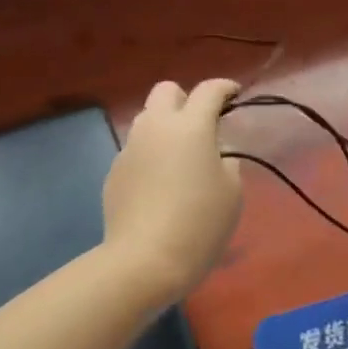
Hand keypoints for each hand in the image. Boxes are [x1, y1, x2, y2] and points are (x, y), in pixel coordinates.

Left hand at [102, 79, 243, 304]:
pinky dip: (150, 155)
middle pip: (166, 91)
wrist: (144, 260)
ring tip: (180, 155)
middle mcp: (155, 127)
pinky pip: (136, 150)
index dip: (224, 88)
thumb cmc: (199, 224)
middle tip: (202, 123)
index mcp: (190, 127)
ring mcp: (130, 148)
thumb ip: (227, 162)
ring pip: (146, 119)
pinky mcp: (114, 172)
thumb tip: (214, 154)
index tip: (234, 94)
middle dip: (186, 98)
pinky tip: (159, 185)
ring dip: (164, 126)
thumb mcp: (232, 193)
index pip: (208, 91)